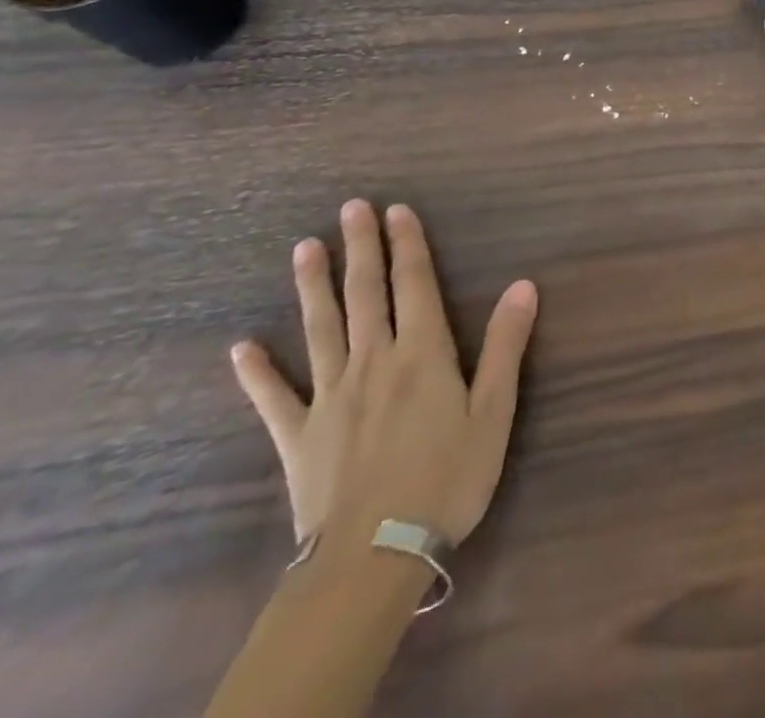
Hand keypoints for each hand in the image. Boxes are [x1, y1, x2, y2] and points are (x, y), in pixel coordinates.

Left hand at [229, 200, 537, 548]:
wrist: (375, 555)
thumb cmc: (448, 479)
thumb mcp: (494, 411)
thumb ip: (506, 345)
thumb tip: (523, 285)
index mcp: (422, 354)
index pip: (414, 284)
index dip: (407, 244)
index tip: (396, 210)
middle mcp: (374, 361)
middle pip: (366, 294)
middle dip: (361, 248)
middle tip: (350, 208)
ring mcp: (330, 397)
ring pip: (320, 329)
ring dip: (313, 286)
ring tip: (304, 248)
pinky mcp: (298, 436)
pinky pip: (274, 397)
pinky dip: (257, 371)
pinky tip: (241, 347)